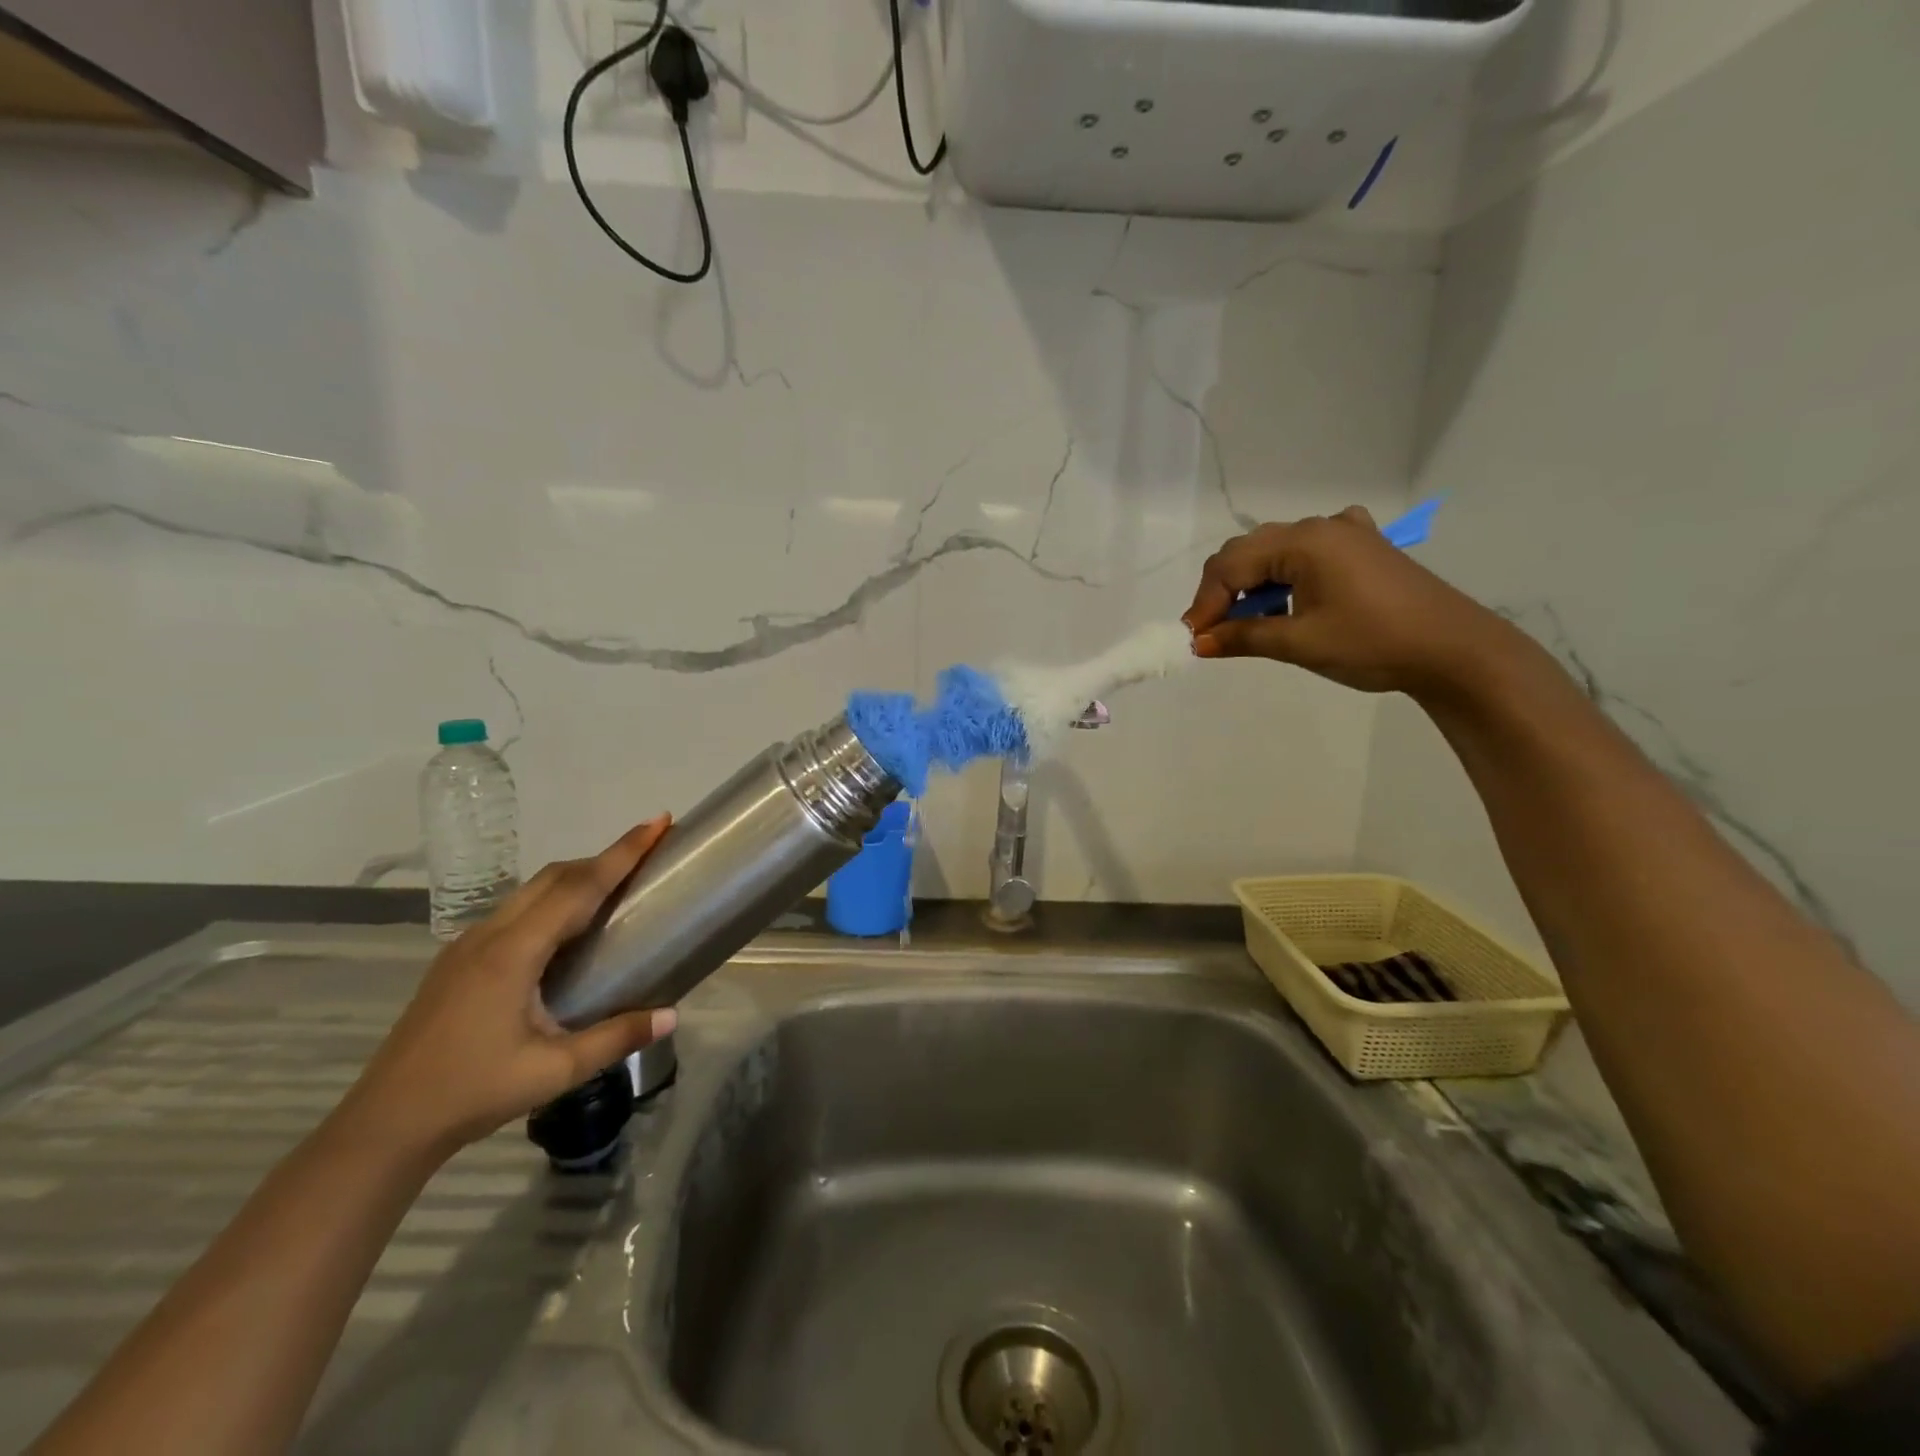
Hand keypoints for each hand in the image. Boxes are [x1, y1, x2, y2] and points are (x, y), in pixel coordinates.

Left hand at [340, 819, 678, 1161]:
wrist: (385, 1125)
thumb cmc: (472, 1093)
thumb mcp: (554, 1071)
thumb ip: (616, 1037)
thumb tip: (673, 1015)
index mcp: (513, 953)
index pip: (579, 887)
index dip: (622, 852)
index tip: (657, 822)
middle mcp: (489, 935)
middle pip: (555, 876)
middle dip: (604, 857)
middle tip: (648, 852)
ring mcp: (468, 945)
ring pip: (532, 890)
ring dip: (577, 877)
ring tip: (617, 885)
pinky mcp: (458, 960)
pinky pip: (516, 910)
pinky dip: (553, 899)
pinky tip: (568, 928)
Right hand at [1182, 507, 1513, 697]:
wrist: (1454, 651)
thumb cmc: (1372, 644)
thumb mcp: (1300, 643)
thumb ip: (1243, 636)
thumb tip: (1199, 642)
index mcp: (1304, 541)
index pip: (1231, 564)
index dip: (1206, 602)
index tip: (1194, 639)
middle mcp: (1321, 526)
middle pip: (1249, 551)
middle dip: (1224, 591)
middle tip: (1215, 633)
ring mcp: (1346, 532)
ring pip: (1276, 551)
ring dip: (1254, 585)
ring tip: (1251, 624)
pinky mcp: (1364, 547)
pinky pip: (1308, 552)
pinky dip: (1286, 575)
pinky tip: (1291, 597)